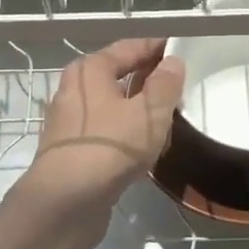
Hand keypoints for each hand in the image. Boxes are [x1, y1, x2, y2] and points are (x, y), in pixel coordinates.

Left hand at [20, 38, 185, 215]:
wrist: (67, 200)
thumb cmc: (111, 147)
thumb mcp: (150, 113)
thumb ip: (165, 84)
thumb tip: (172, 62)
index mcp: (90, 70)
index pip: (130, 48)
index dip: (157, 48)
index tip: (181, 51)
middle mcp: (74, 89)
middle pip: (118, 76)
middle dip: (148, 81)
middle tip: (179, 88)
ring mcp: (69, 122)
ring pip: (112, 107)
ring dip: (138, 110)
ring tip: (167, 120)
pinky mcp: (71, 150)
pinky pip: (106, 132)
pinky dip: (125, 134)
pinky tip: (144, 149)